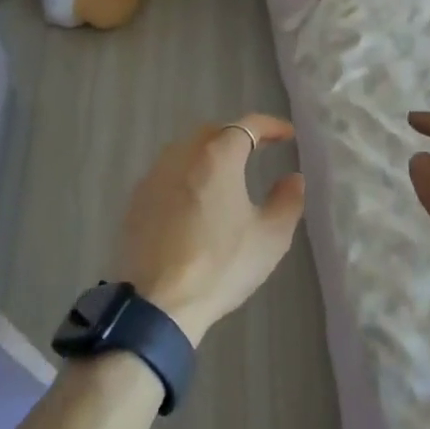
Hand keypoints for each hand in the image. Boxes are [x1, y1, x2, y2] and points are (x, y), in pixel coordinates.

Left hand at [116, 114, 306, 344]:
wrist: (158, 302)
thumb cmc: (221, 266)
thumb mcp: (270, 237)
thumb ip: (287, 201)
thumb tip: (293, 178)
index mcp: (217, 158)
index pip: (247, 126)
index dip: (271, 126)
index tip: (287, 134)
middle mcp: (182, 156)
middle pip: (212, 132)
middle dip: (237, 135)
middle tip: (258, 150)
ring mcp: (154, 177)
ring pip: (185, 150)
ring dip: (209, 153)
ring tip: (226, 173)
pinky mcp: (136, 201)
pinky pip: (167, 174)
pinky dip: (187, 175)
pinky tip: (195, 199)